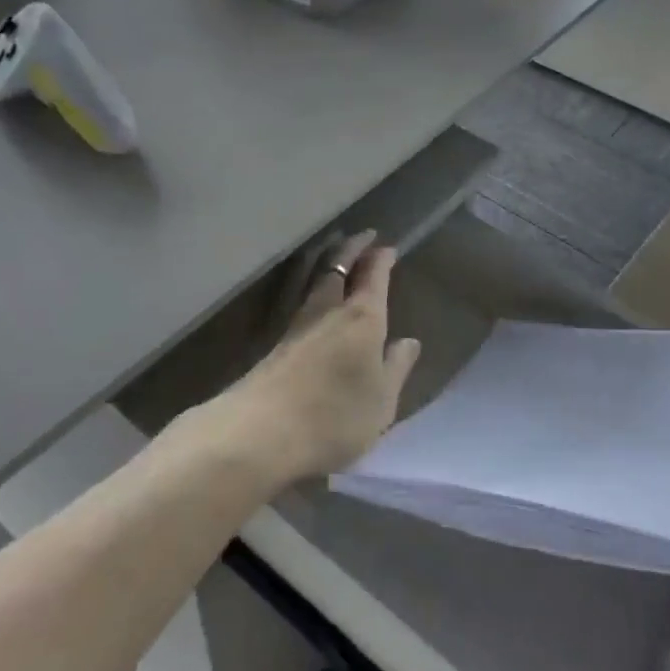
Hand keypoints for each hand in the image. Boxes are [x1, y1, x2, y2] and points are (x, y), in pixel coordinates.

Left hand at [221, 232, 420, 484]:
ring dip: (329, 264)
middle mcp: (328, 312)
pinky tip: (316, 304)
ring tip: (338, 257)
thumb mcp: (381, 402)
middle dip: (352, 248)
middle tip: (364, 236)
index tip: (387, 248)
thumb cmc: (335, 418)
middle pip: (337, 267)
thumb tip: (409, 342)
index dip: (381, 260)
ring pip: (315, 282)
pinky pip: (301, 302)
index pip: (373, 277)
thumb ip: (396, 369)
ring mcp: (297, 326)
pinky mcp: (275, 345)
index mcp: (362, 319)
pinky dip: (314, 289)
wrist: (260, 434)